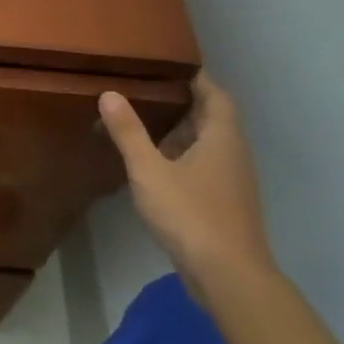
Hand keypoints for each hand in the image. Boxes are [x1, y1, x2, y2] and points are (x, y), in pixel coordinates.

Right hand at [99, 72, 275, 302]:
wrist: (229, 277)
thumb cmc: (191, 214)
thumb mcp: (149, 170)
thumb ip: (129, 132)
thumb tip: (110, 93)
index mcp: (222, 138)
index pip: (215, 94)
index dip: (195, 78)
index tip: (167, 66)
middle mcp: (233, 154)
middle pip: (212, 118)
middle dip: (183, 103)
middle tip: (145, 90)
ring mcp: (232, 182)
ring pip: (208, 145)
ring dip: (181, 132)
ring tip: (143, 122)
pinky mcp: (224, 204)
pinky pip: (203, 167)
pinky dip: (182, 157)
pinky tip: (155, 165)